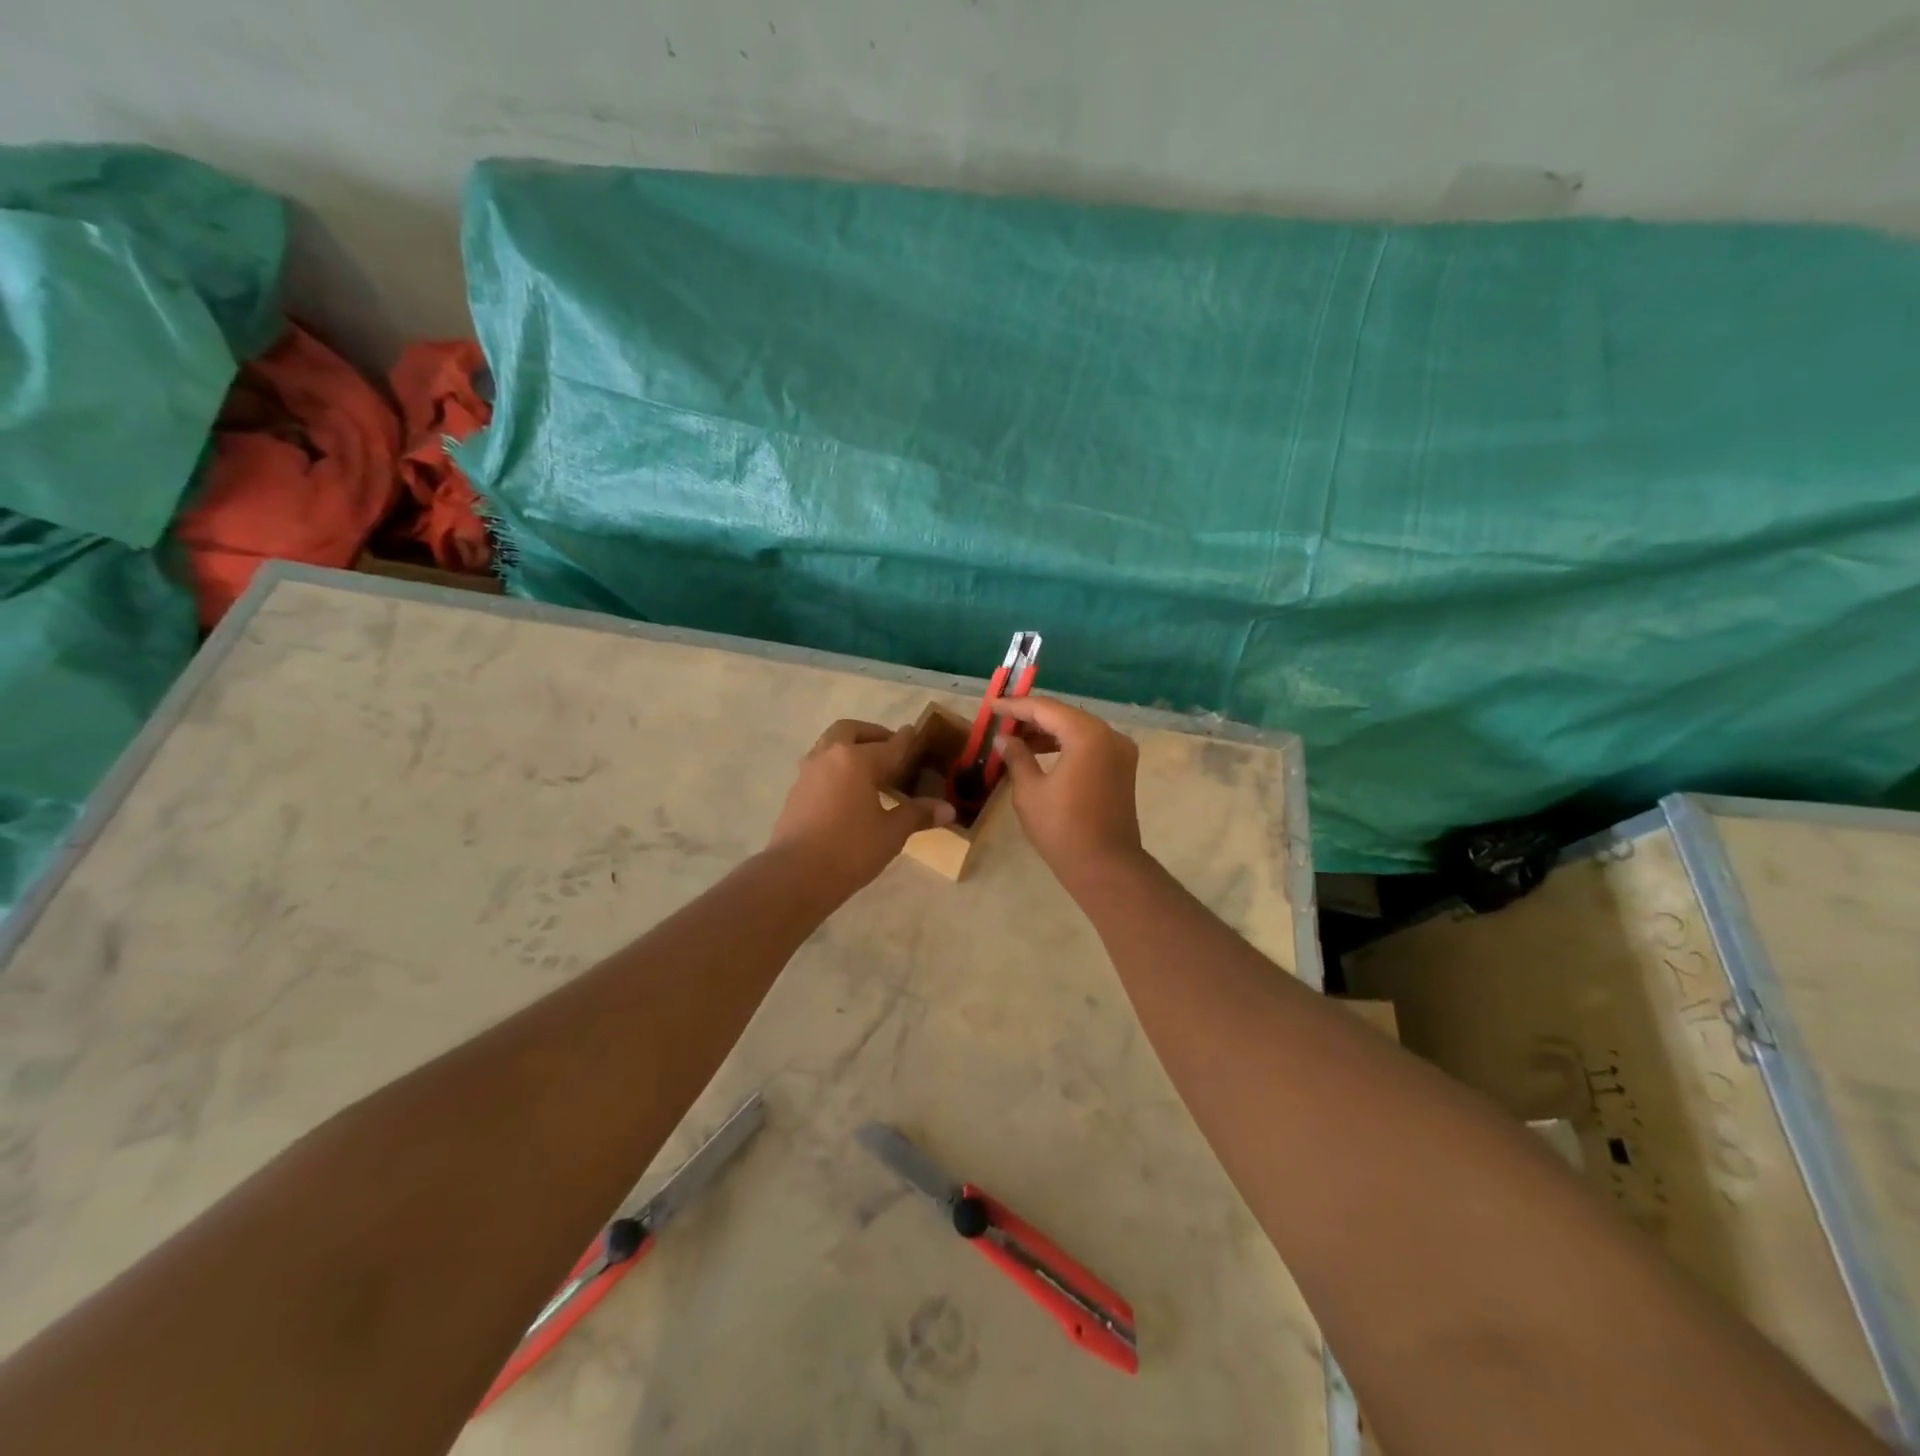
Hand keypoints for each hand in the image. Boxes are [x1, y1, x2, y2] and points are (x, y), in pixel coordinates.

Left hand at [767, 720, 955, 896]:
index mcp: (856, 760)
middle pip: (850, 731)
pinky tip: (847, 789)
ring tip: (868, 767)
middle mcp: (829, 756)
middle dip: (871, 733)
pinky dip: (836, 766)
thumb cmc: (850, 849)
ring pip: (830, 745)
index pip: (888, 745)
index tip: (913, 732)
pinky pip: (820, 766)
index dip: (905, 740)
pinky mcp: (795, 791)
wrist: (795, 875)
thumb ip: (917, 815)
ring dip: (849, 747)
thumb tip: (948, 810)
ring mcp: (808, 773)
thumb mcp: (891, 833)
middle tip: (889, 747)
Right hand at [991, 697, 1145, 882]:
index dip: (1016, 706)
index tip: (992, 706)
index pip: (1046, 708)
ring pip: (1079, 729)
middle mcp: (1109, 735)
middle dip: (1033, 717)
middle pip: (1065, 715)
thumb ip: (1016, 757)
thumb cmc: (1062, 828)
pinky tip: (1042, 754)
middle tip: (1002, 722)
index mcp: (1087, 735)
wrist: (1106, 867)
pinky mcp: (1122, 768)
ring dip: (1049, 732)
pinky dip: (1066, 744)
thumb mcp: (1030, 791)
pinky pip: (1090, 745)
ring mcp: (1120, 751)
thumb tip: (1004, 739)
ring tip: (1017, 740)